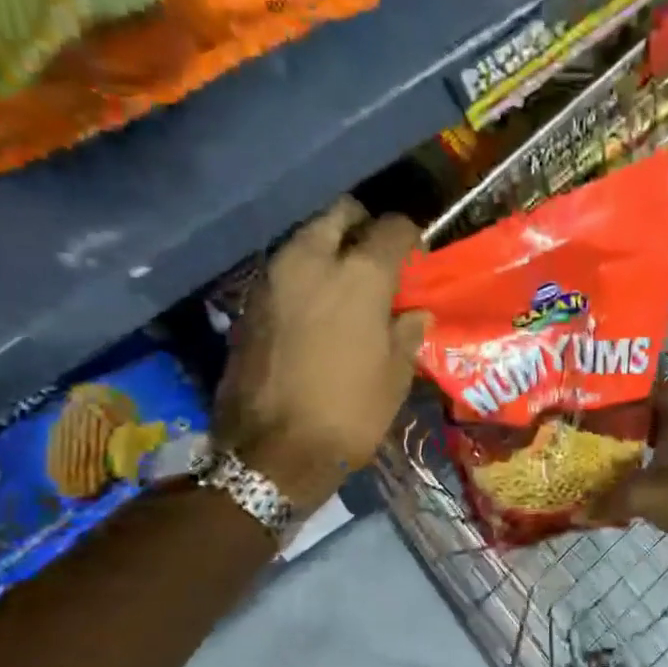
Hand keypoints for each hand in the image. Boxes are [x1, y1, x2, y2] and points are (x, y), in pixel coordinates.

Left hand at [217, 196, 426, 509]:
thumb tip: (415, 313)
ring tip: (348, 282)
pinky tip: (318, 306)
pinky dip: (305, 274)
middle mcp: (312, 261)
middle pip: (340, 214)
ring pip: (306, 236)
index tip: (417, 256)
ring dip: (329, 248)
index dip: (410, 237)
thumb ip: (407, 333)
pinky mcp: (250, 301)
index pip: (392, 228)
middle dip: (362, 225)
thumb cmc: (350, 413)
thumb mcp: (395, 376)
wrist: (272, 452)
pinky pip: (285, 268)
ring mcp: (273, 278)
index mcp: (359, 275)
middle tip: (378, 256)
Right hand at [585, 381, 667, 555]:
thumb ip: (607, 501)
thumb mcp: (640, 496)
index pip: (660, 388)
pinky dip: (645, 459)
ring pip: (658, 435)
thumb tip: (577, 513)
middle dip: (629, 413)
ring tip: (603, 440)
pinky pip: (662, 457)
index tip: (610, 387)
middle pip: (655, 412)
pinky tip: (623, 469)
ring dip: (636, 437)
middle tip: (597, 415)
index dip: (638, 385)